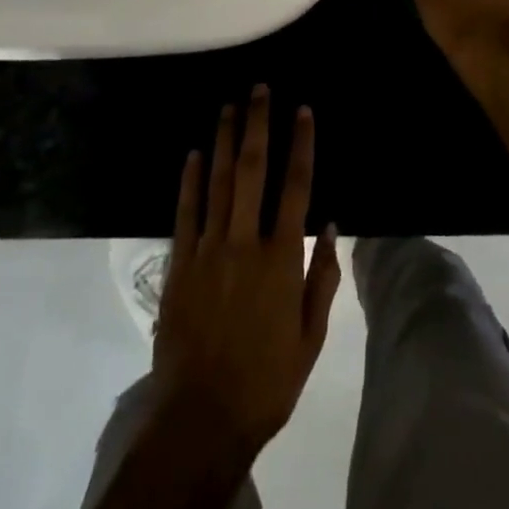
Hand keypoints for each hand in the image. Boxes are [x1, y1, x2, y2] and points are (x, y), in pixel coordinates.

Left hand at [152, 87, 340, 456]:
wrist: (201, 419)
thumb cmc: (266, 380)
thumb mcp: (311, 337)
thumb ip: (322, 277)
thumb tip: (330, 224)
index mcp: (281, 258)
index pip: (296, 186)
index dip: (300, 143)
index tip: (302, 110)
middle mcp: (244, 241)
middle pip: (252, 170)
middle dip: (257, 125)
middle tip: (259, 89)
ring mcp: (207, 250)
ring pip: (217, 182)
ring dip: (223, 140)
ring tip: (229, 106)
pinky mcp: (178, 265)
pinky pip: (185, 213)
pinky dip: (189, 181)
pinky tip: (193, 153)